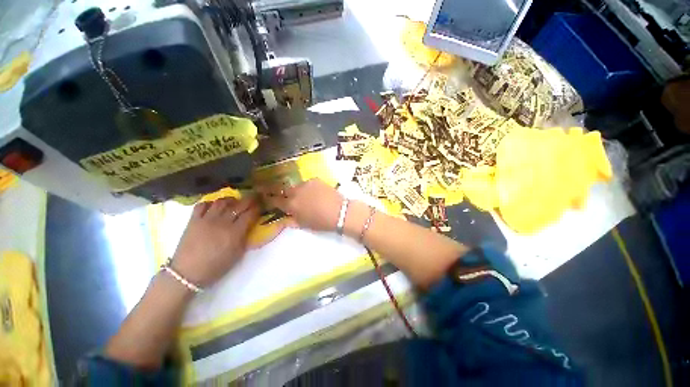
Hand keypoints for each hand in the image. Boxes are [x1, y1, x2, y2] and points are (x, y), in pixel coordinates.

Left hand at [171, 196, 259, 287]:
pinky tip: (214, 206)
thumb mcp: (238, 254)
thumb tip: (249, 225)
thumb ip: (245, 237)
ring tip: (234, 201)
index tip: (261, 205)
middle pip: (239, 205)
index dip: (257, 208)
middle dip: (249, 200)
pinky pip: (202, 205)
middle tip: (254, 197)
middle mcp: (222, 222)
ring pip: (221, 202)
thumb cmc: (216, 266)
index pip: (250, 214)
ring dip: (230, 199)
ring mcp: (207, 219)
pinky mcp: (193, 220)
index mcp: (235, 232)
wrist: (187, 273)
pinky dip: (210, 203)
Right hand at [260, 178, 342, 231]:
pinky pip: (307, 183)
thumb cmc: (321, 222)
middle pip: (282, 189)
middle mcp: (295, 192)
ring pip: (296, 186)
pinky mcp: (315, 179)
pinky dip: (308, 188)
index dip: (268, 199)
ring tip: (305, 196)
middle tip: (280, 194)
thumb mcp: (304, 224)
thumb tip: (282, 218)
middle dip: (279, 192)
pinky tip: (315, 193)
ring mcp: (305, 184)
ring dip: (297, 191)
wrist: (339, 212)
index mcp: (291, 205)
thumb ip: (290, 220)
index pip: (274, 200)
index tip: (265, 197)